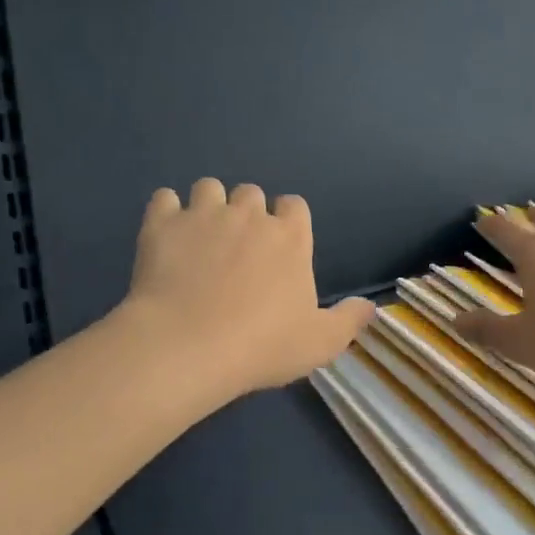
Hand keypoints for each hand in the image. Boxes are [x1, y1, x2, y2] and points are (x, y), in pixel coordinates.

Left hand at [122, 179, 374, 395]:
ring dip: (207, 205)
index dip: (286, 220)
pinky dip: (166, 212)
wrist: (189, 345)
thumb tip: (372, 307)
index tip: (279, 246)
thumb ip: (348, 320)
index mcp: (290, 238)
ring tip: (200, 237)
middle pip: (251, 193)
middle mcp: (249, 215)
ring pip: (208, 188)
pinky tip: (165, 234)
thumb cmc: (262, 346)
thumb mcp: (320, 343)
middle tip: (236, 248)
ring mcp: (203, 215)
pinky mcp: (162, 224)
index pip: (295, 206)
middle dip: (246, 212)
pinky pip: (164, 198)